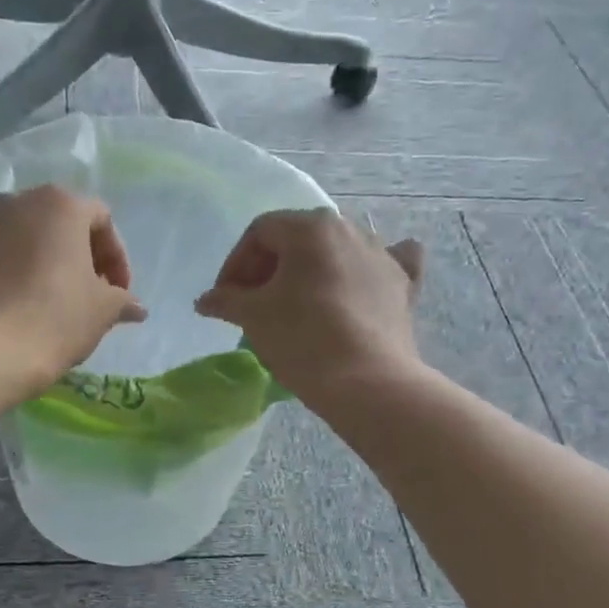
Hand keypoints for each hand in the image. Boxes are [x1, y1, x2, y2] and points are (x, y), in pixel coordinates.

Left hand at [0, 185, 146, 390]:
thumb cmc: (55, 319)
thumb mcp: (102, 311)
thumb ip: (122, 301)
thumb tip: (136, 307)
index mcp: (60, 204)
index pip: (101, 219)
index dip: (116, 257)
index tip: (119, 293)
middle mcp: (18, 201)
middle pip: (60, 222)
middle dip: (80, 256)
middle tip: (90, 294)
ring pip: (25, 237)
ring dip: (45, 263)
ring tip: (53, 302)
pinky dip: (14, 273)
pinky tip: (19, 307)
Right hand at [196, 209, 423, 406]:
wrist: (367, 381)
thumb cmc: (302, 339)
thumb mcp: (253, 317)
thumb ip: (226, 300)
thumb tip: (206, 300)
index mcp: (310, 227)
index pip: (260, 232)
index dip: (235, 263)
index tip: (225, 298)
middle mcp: (349, 228)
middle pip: (298, 239)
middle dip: (270, 268)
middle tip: (253, 303)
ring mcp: (382, 254)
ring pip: (337, 252)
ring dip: (311, 272)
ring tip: (295, 305)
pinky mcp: (402, 284)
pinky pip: (385, 264)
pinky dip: (367, 271)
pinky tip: (364, 279)